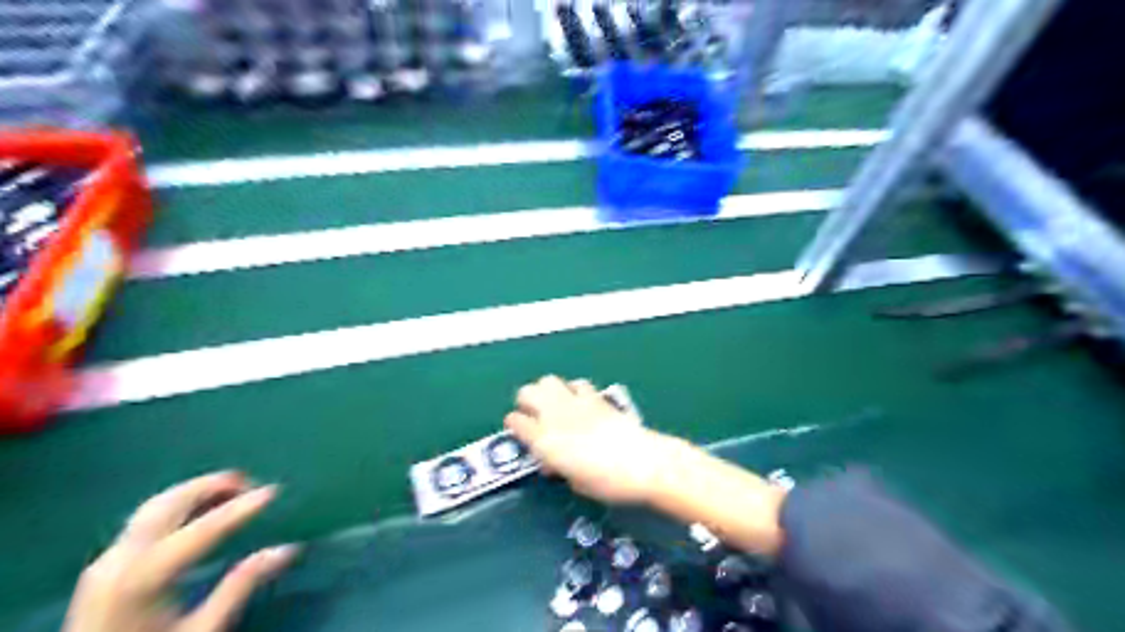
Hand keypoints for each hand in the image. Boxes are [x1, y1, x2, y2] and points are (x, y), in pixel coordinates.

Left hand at [61, 472, 295, 629]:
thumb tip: (286, 549)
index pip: (203, 529)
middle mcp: (120, 560)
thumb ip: (240, 586)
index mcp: (144, 577)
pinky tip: (197, 510)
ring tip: (230, 489)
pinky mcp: (103, 567)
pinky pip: (144, 519)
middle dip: (211, 486)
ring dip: (193, 491)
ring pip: (154, 506)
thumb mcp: (202, 630)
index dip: (241, 507)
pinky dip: (176, 505)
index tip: (273, 490)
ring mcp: (106, 562)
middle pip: (169, 505)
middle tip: (251, 481)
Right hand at [509, 376, 676, 502]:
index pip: (514, 421)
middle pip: (526, 392)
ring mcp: (575, 401)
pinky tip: (581, 402)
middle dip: (526, 402)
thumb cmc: (606, 482)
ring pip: (547, 380)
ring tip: (555, 406)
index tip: (520, 434)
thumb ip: (558, 466)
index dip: (515, 426)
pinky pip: (576, 383)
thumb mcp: (574, 482)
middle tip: (534, 416)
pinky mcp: (595, 396)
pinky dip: (573, 390)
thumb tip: (552, 461)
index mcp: (544, 440)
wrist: (642, 463)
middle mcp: (554, 415)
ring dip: (546, 391)